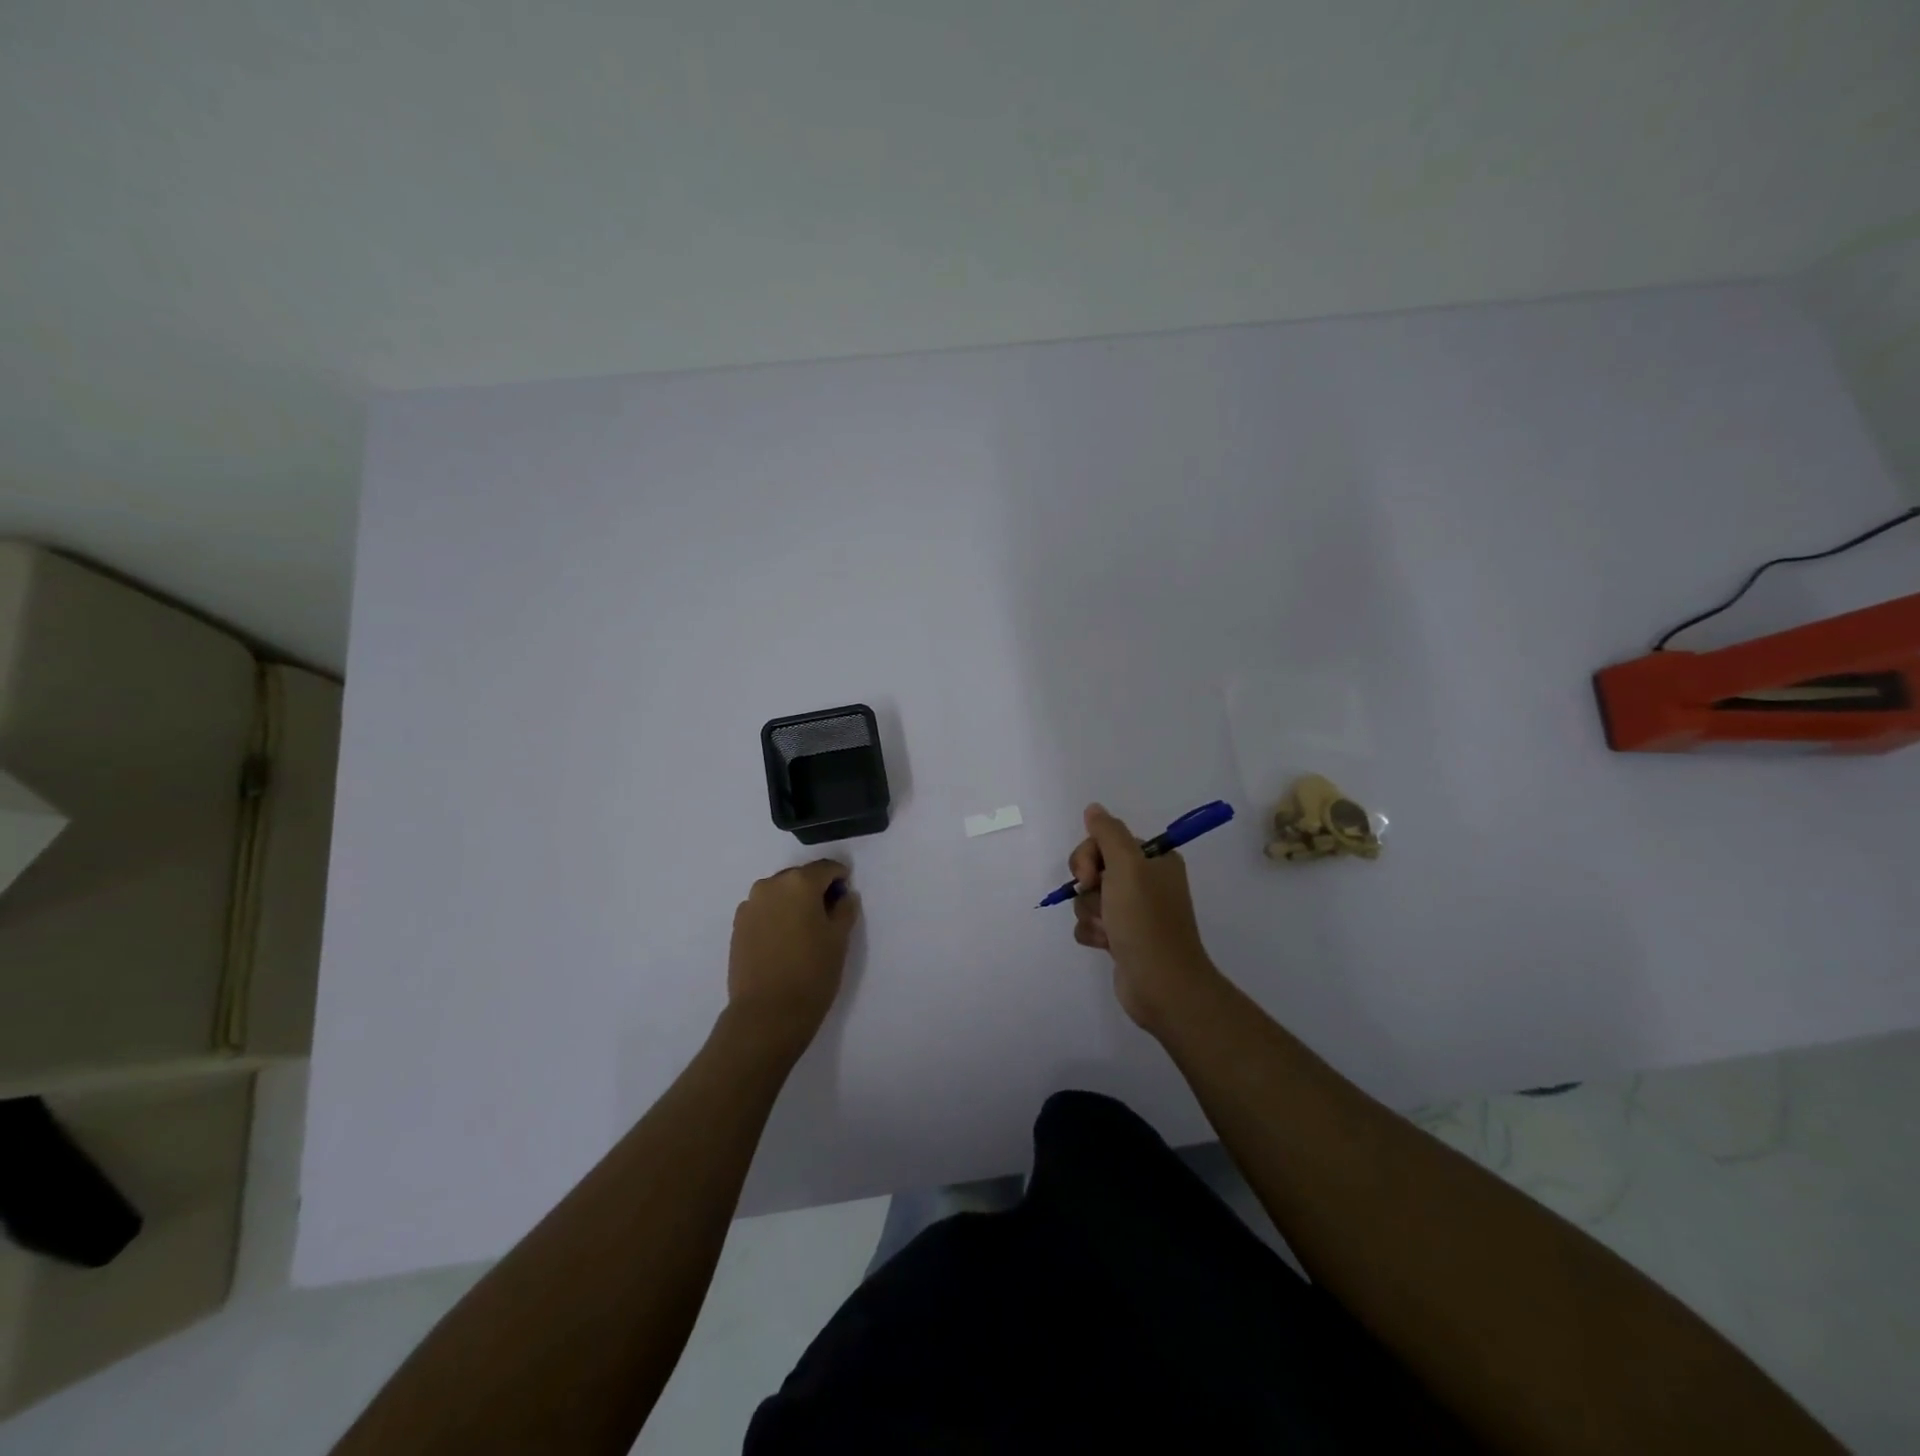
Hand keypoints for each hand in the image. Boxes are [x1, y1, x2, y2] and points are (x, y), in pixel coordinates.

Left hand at [726, 860, 859, 1052]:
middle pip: (800, 877)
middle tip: (827, 915)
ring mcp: (750, 905)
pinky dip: (776, 915)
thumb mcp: (840, 938)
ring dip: (793, 902)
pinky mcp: (738, 925)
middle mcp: (771, 885)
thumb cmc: (812, 972)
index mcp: (799, 883)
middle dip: (815, 889)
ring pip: (779, 893)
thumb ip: (845, 908)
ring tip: (804, 930)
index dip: (840, 878)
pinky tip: (784, 940)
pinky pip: (764, 909)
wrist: (768, 1013)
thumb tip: (843, 895)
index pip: (826, 868)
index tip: (846, 896)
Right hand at [1069, 803, 1219, 1031]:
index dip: (1090, 856)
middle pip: (1094, 868)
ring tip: (1109, 930)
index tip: (1090, 875)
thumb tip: (1093, 808)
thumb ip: (1107, 833)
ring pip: (1089, 898)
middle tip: (1101, 903)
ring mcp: (1134, 911)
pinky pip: (1091, 923)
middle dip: (1089, 888)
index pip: (1107, 841)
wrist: (1161, 984)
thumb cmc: (1145, 920)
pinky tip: (1106, 944)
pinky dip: (1093, 932)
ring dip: (1091, 914)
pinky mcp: (1122, 937)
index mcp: (1154, 860)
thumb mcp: (1127, 866)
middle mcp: (1146, 881)